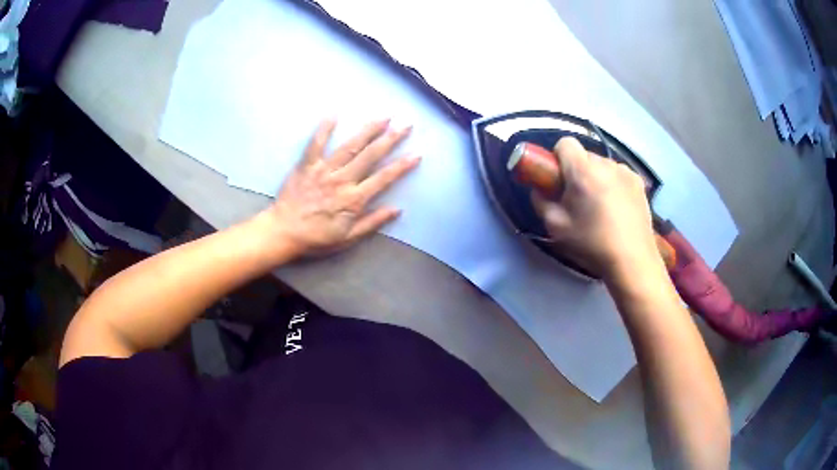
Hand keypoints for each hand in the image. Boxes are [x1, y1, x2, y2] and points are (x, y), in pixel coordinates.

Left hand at [256, 118, 419, 258]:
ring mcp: (324, 170)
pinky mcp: (307, 165)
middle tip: (406, 125)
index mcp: (354, 199)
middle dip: (391, 139)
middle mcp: (342, 180)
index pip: (383, 178)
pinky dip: (324, 129)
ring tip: (384, 117)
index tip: (416, 154)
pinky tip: (334, 114)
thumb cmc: (316, 238)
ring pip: (350, 146)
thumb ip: (372, 222)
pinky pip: (316, 144)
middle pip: (370, 156)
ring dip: (368, 130)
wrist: (283, 233)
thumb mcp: (348, 238)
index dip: (402, 166)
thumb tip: (396, 209)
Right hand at [531, 137, 659, 280]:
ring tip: (600, 205)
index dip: (558, 157)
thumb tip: (539, 189)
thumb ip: (541, 201)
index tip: (558, 179)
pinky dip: (614, 184)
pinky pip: (619, 174)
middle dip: (577, 170)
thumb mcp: (555, 227)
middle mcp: (606, 164)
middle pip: (584, 155)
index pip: (565, 143)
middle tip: (578, 197)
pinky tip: (617, 208)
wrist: (632, 260)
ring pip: (602, 165)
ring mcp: (626, 171)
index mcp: (583, 171)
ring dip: (597, 177)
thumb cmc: (591, 243)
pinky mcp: (639, 182)